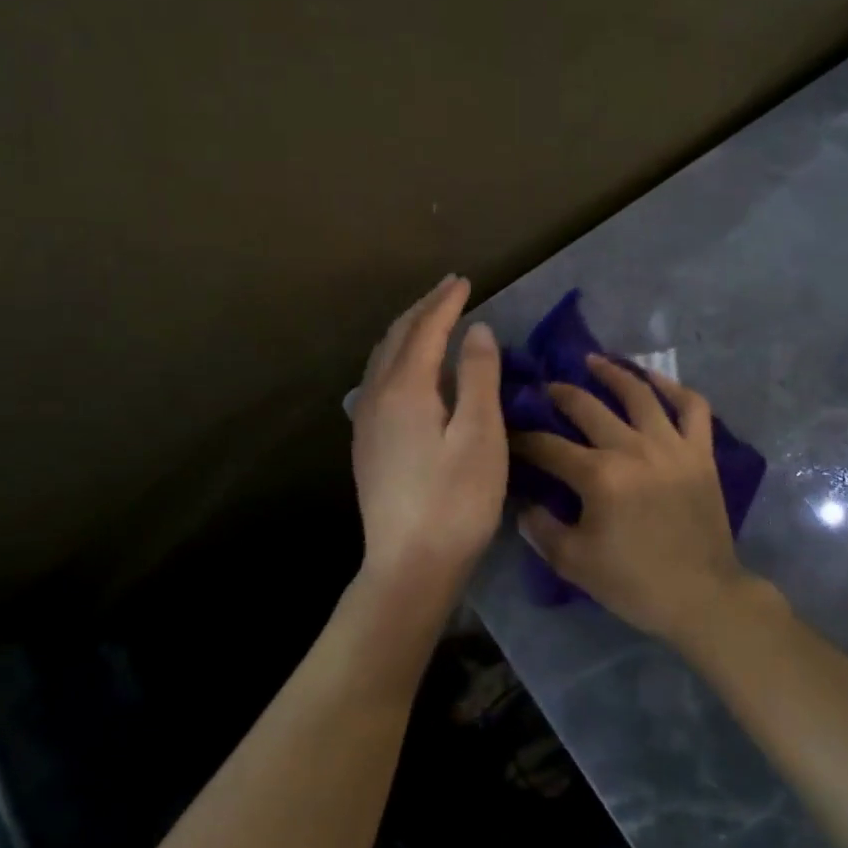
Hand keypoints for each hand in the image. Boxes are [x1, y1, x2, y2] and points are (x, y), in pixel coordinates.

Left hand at [352, 275, 506, 599]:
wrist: (409, 567)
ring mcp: (367, 423)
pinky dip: (396, 356)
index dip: (446, 303)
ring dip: (406, 330)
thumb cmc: (456, 501)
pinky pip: (378, 379)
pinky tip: (407, 369)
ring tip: (429, 318)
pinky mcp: (367, 445)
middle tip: (449, 289)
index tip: (465, 281)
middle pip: (397, 338)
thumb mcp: (480, 435)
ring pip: (382, 358)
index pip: (425, 330)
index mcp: (405, 390)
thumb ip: (477, 376)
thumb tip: (476, 330)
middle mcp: (377, 397)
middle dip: (423, 309)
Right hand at [512, 356, 760, 643]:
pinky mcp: (700, 452)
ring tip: (593, 361)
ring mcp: (671, 445)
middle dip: (559, 394)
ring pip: (639, 394)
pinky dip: (675, 388)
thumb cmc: (635, 583)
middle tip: (545, 388)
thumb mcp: (574, 563)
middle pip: (588, 407)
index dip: (523, 438)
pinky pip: (692, 407)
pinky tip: (655, 379)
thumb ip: (542, 529)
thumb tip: (523, 502)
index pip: (549, 446)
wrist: (702, 597)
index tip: (509, 432)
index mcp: (599, 476)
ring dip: (612, 373)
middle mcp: (633, 448)